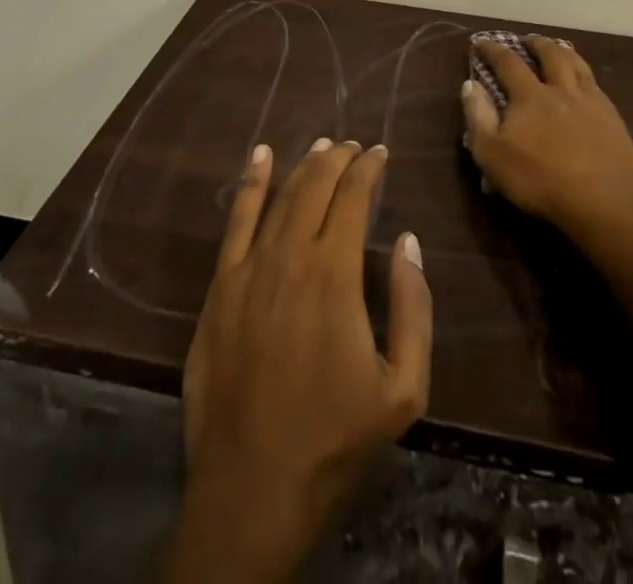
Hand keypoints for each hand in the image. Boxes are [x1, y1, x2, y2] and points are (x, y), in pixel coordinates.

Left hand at [167, 138, 433, 582]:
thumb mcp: (403, 388)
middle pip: (316, 186)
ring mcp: (249, 268)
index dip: (369, 168)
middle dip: (339, 158)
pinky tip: (260, 157)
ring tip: (323, 146)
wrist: (252, 488)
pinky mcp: (220, 287)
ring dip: (304, 165)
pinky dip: (251, 183)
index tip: (381, 153)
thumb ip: (412, 308)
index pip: (354, 197)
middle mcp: (290, 256)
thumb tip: (408, 242)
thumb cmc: (334, 439)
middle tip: (355, 145)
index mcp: (335, 274)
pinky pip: (236, 221)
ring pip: (281, 196)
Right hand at [465, 36, 632, 240]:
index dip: (493, 50)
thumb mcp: (492, 154)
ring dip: (565, 53)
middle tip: (528, 41)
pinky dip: (586, 78)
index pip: (508, 62)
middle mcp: (562, 90)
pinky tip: (587, 87)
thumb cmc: (539, 180)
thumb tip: (471, 84)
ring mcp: (592, 103)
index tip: (481, 42)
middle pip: (551, 55)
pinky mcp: (614, 120)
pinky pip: (598, 88)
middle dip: (536, 44)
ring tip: (559, 51)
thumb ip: (479, 117)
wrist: (602, 204)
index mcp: (531, 96)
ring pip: (579, 66)